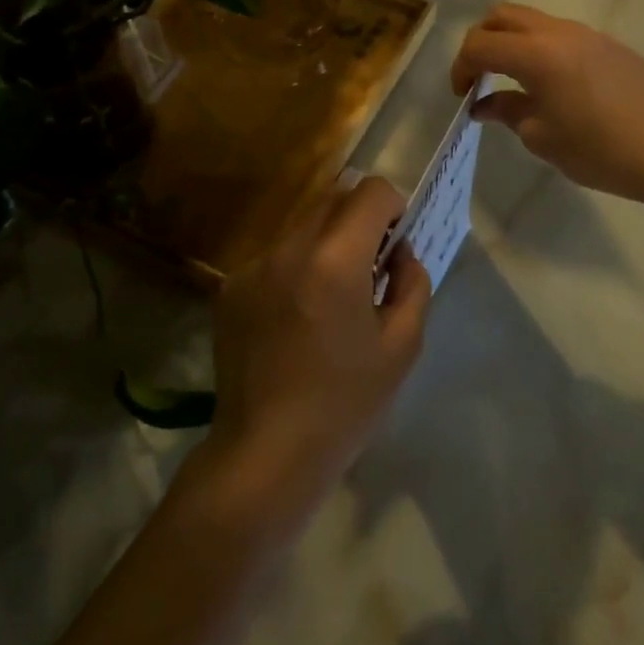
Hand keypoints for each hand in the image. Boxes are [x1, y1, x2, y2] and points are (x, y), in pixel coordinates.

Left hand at [202, 178, 430, 521]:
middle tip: (369, 266)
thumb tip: (402, 253)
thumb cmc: (345, 403)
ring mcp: (254, 265)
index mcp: (335, 259)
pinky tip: (296, 317)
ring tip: (331, 295)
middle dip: (360, 219)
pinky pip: (275, 256)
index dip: (393, 206)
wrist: (266, 453)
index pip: (371, 191)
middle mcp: (289, 247)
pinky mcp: (231, 286)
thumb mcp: (402, 346)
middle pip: (334, 198)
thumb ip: (412, 284)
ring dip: (326, 241)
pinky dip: (295, 267)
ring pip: (302, 225)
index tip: (395, 242)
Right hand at [452, 3, 643, 207]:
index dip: (461, 67)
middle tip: (479, 76)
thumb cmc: (600, 150)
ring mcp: (587, 34)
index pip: (480, 44)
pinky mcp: (608, 44)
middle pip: (502, 16)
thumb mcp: (543, 137)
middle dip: (481, 41)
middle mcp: (559, 32)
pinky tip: (550, 84)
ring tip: (512, 80)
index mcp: (537, 54)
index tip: (462, 95)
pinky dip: (539, 48)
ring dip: (511, 41)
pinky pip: (560, 34)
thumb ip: (508, 112)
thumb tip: (484, 104)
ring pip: (533, 20)